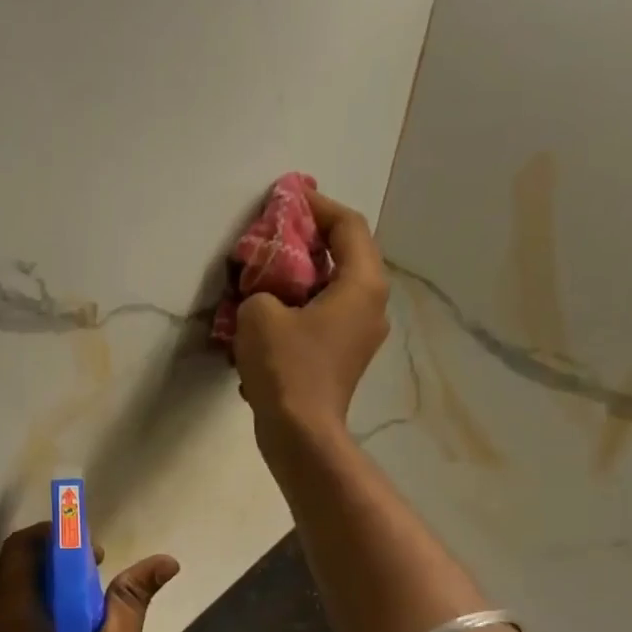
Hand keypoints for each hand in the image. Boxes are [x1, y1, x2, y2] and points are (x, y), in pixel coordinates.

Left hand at [0, 522, 179, 631]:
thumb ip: (129, 602)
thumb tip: (162, 561)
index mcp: (14, 617)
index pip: (22, 548)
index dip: (58, 536)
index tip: (95, 552)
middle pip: (14, 567)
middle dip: (55, 560)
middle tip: (99, 577)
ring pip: (12, 593)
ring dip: (48, 586)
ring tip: (92, 608)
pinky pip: (10, 619)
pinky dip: (39, 610)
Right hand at [233, 190, 390, 433]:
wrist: (301, 432)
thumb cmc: (286, 367)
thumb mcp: (259, 314)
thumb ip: (261, 287)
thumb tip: (265, 293)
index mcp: (362, 284)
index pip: (348, 226)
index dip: (318, 206)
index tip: (289, 199)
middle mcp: (372, 305)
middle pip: (344, 256)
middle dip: (308, 242)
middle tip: (274, 235)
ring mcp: (361, 335)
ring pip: (334, 289)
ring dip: (302, 277)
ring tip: (267, 274)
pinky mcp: (345, 359)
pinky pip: (326, 317)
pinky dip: (302, 306)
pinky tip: (272, 315)